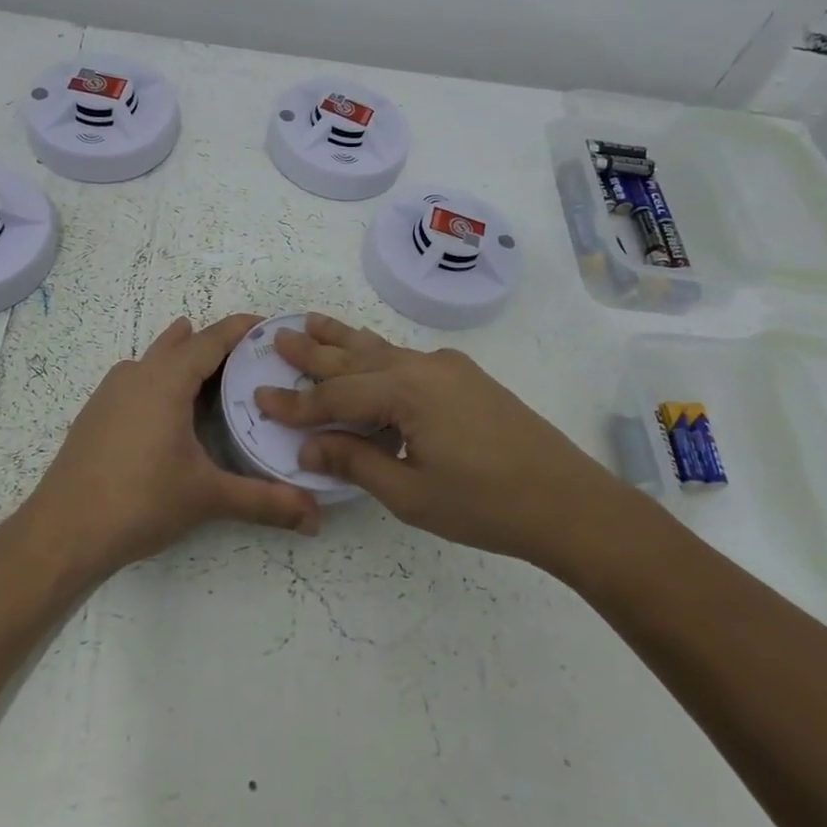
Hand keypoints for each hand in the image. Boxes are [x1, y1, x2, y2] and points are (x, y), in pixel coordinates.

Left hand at [24, 314, 321, 579]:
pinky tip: (169, 407)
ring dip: (185, 357)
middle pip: (183, 342)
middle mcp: (137, 374)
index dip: (243, 329)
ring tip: (215, 372)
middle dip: (217, 343)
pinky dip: (161, 378)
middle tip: (253, 359)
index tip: (271, 327)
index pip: (212, 339)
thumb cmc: (139, 502)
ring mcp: (110, 392)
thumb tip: (315, 518)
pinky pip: (137, 378)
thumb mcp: (207, 498)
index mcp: (166, 380)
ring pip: (155, 358)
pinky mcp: (95, 412)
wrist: (62, 532)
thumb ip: (264, 502)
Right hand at [253, 314, 623, 565]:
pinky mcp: (466, 378)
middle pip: (356, 357)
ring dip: (345, 341)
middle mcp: (424, 366)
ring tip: (313, 322)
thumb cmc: (485, 504)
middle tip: (278, 336)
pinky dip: (376, 358)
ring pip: (382, 350)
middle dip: (314, 352)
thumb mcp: (411, 492)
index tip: (258, 399)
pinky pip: (407, 360)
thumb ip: (356, 462)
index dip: (296, 404)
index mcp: (407, 390)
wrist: (567, 501)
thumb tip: (308, 447)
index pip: (336, 395)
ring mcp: (449, 368)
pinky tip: (368, 357)